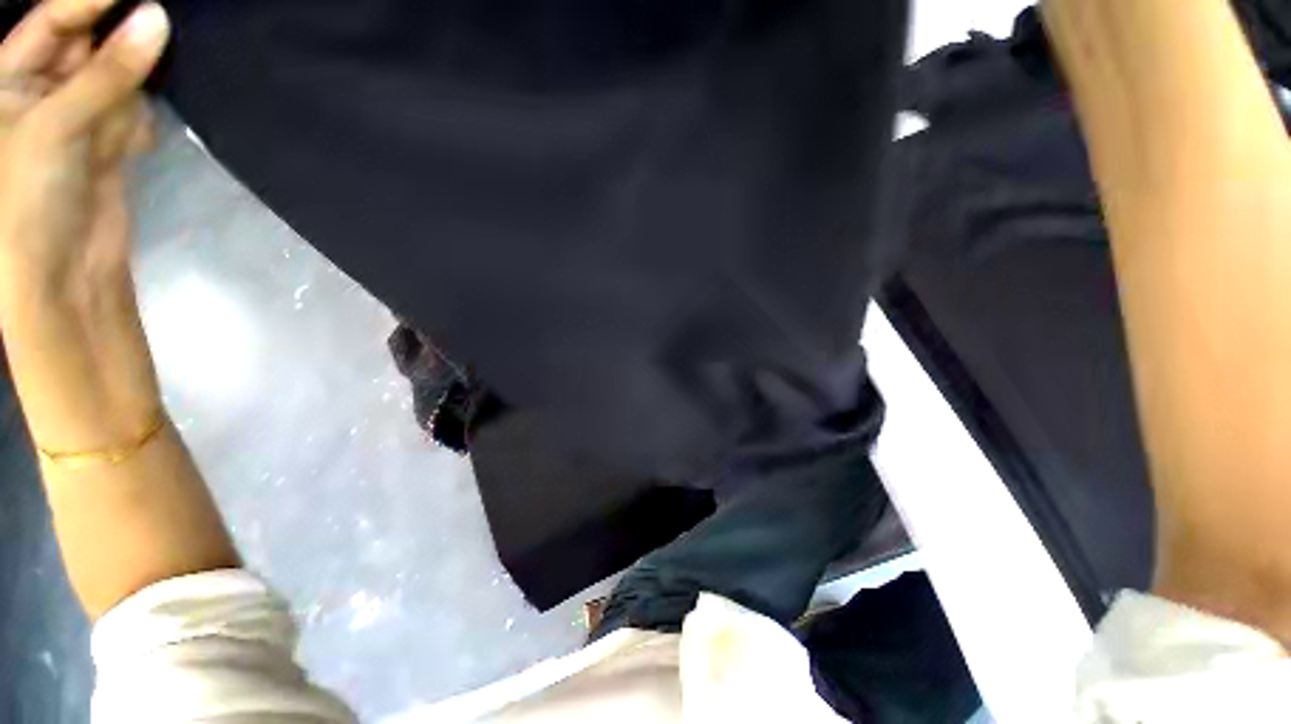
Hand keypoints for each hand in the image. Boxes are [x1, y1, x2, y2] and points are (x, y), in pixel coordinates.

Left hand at [0, 0, 169, 453]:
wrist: (63, 283)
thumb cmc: (27, 204)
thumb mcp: (57, 128)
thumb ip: (105, 74)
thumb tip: (157, 19)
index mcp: (6, 85)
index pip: (52, 23)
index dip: (92, 2)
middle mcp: (37, 96)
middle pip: (86, 48)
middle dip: (117, 45)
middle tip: (156, 30)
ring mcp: (73, 125)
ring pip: (115, 83)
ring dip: (129, 92)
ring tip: (123, 123)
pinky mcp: (104, 151)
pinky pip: (129, 119)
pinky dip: (135, 128)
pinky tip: (129, 149)